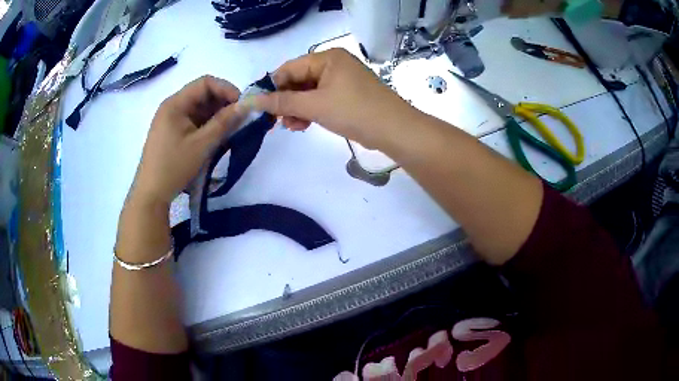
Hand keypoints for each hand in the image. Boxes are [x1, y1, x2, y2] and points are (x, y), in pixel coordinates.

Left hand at [130, 75, 245, 205]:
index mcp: (175, 104)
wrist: (151, 194)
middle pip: (202, 94)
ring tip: (230, 130)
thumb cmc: (174, 167)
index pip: (205, 83)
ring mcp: (170, 120)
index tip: (242, 106)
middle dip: (222, 103)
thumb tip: (247, 105)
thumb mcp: (202, 144)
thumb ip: (224, 122)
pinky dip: (206, 125)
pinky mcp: (171, 132)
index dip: (226, 89)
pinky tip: (216, 136)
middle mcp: (172, 107)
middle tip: (239, 119)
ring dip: (216, 115)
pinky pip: (193, 120)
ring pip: (198, 108)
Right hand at [252, 48, 419, 149]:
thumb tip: (252, 100)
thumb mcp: (314, 106)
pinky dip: (311, 111)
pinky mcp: (347, 95)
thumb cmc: (354, 111)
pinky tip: (304, 125)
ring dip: (297, 109)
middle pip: (298, 80)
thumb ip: (282, 102)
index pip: (289, 68)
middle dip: (287, 101)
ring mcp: (342, 79)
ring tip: (293, 127)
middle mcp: (334, 64)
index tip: (263, 109)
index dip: (273, 87)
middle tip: (279, 122)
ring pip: (309, 92)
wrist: (395, 130)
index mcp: (327, 58)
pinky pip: (321, 99)